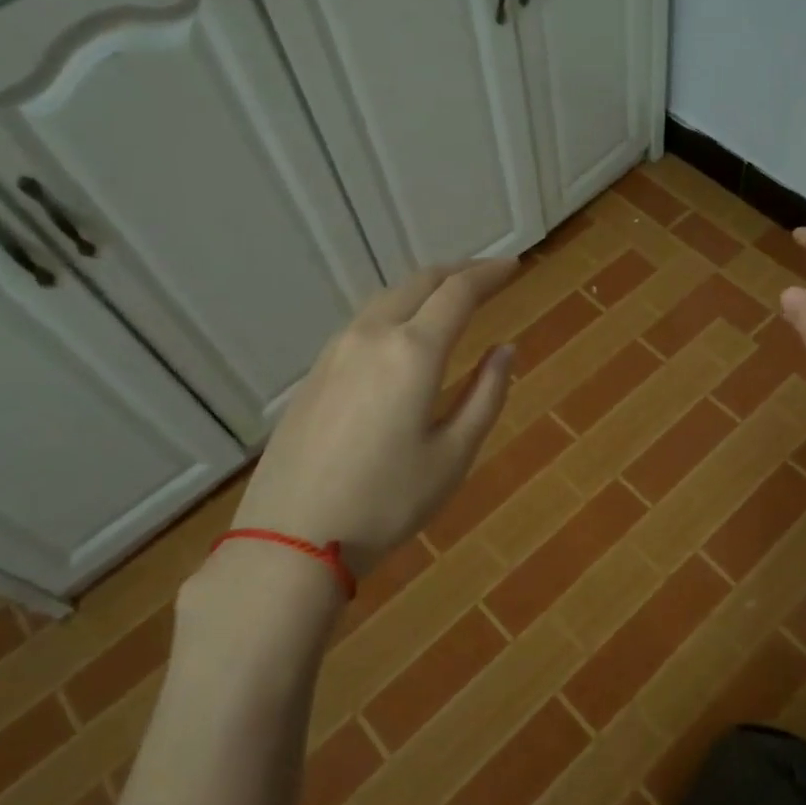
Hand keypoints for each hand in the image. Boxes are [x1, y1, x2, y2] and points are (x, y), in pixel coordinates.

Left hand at [227, 259, 519, 578]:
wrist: (292, 537)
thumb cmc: (387, 501)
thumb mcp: (454, 455)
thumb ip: (486, 395)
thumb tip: (505, 350)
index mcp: (413, 352)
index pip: (458, 293)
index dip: (490, 274)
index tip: (514, 267)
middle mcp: (371, 336)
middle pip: (419, 283)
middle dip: (457, 272)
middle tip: (487, 276)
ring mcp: (335, 352)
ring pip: (386, 299)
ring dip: (423, 289)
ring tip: (449, 299)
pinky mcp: (314, 373)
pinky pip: (363, 323)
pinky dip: (395, 311)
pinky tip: (402, 334)